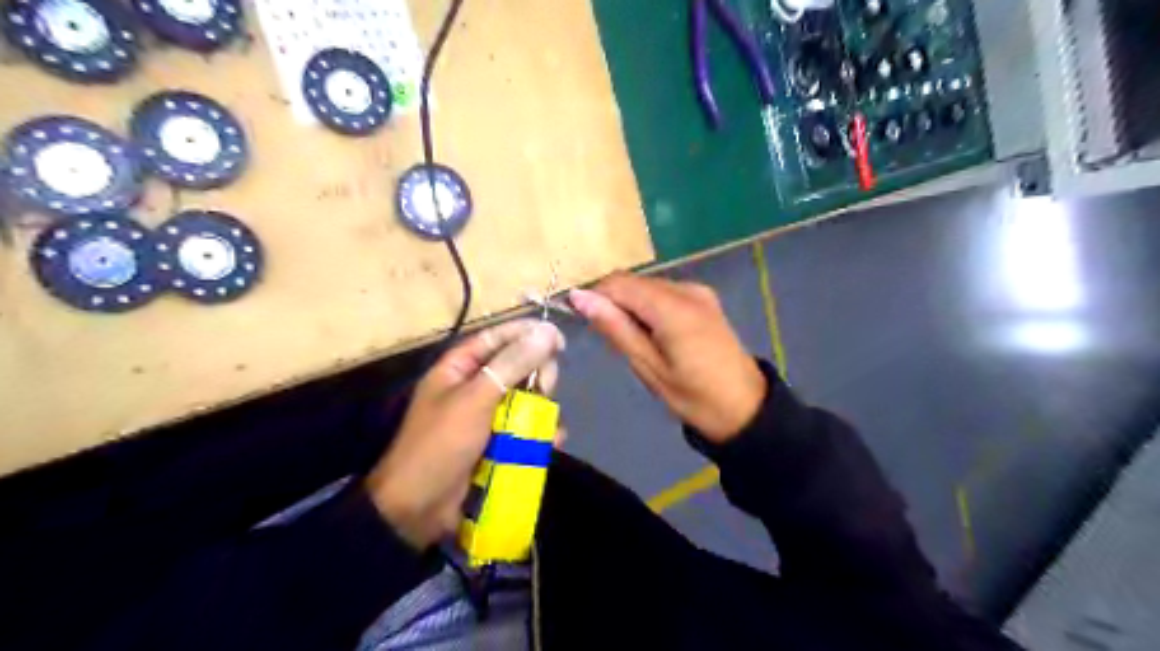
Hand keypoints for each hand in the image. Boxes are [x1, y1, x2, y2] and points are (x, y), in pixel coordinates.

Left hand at [361, 317, 561, 547]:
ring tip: (549, 424)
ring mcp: (485, 417)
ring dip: (541, 409)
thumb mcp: (476, 399)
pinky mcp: (496, 443)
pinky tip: (552, 442)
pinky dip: (539, 434)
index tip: (558, 338)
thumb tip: (547, 332)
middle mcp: (473, 387)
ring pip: (525, 399)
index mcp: (458, 368)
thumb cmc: (441, 444)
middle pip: (515, 367)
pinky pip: (524, 428)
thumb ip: (512, 364)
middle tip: (546, 387)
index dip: (526, 333)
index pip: (496, 337)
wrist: (418, 508)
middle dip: (536, 376)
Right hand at [569, 272, 768, 443]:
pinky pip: (663, 293)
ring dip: (631, 306)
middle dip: (613, 302)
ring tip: (635, 342)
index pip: (618, 283)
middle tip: (611, 340)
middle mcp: (686, 289)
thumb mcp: (649, 368)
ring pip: (647, 286)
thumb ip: (616, 328)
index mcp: (673, 308)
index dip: (595, 296)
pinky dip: (649, 307)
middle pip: (633, 282)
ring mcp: (698, 291)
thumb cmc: (694, 397)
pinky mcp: (704, 298)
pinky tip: (654, 335)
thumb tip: (579, 297)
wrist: (745, 407)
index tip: (582, 320)